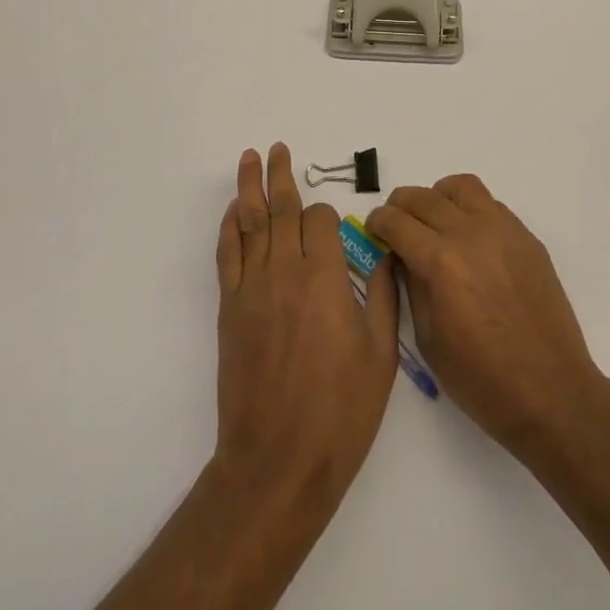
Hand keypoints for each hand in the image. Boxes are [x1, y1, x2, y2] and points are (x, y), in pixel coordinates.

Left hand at [213, 144, 398, 508]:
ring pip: (251, 223)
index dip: (327, 217)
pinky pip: (227, 255)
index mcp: (325, 278)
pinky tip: (232, 211)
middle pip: (282, 209)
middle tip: (276, 147)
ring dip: (250, 188)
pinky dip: (228, 228)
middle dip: (280, 174)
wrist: (278, 462)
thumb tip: (381, 254)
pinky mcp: (230, 309)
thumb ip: (382, 296)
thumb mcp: (381, 355)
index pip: (320, 221)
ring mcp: (253, 288)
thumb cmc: (340, 411)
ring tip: (249, 158)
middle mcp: (286, 271)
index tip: (333, 228)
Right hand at [367, 174, 605, 461]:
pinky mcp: (526, 237)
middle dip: (401, 206)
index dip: (378, 222)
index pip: (397, 221)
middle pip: (423, 197)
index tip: (374, 229)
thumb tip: (402, 257)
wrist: (551, 393)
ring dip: (438, 197)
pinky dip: (470, 210)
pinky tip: (469, 239)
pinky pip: (491, 205)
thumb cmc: (482, 380)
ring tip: (434, 222)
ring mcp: (502, 230)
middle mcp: (470, 233)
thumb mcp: (429, 340)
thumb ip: (411, 287)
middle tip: (397, 225)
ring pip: (461, 187)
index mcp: (440, 262)